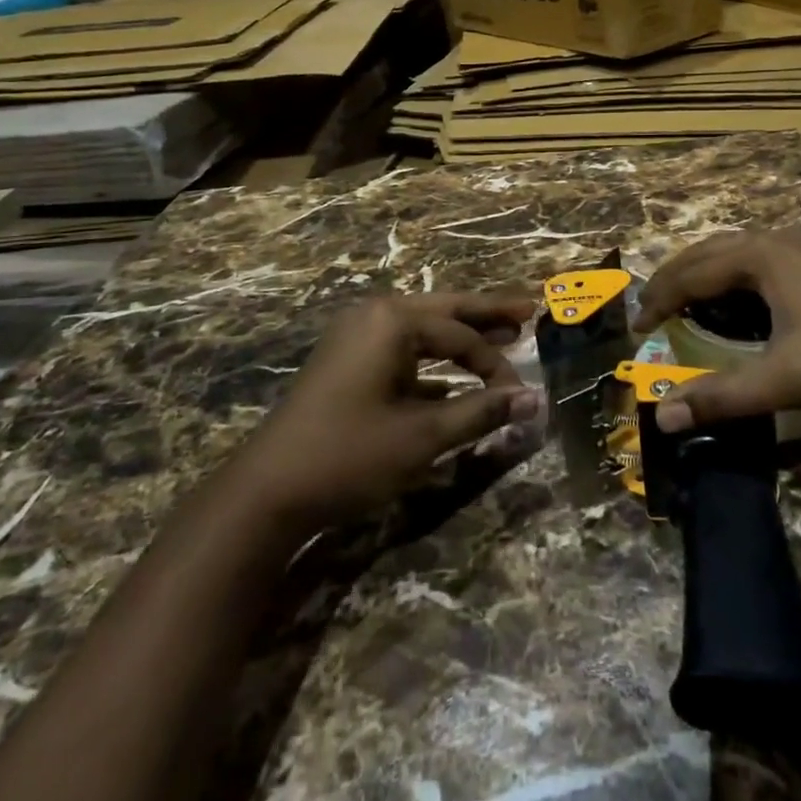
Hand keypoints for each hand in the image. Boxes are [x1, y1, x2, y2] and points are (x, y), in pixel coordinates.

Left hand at [239, 292, 542, 535]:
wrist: (266, 492)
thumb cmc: (349, 455)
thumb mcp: (423, 436)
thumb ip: (481, 412)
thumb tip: (534, 400)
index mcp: (393, 320)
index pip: (461, 335)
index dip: (496, 365)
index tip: (521, 395)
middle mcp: (375, 316)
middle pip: (445, 310)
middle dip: (486, 313)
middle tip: (528, 308)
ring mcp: (356, 336)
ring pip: (423, 328)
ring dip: (461, 335)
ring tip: (503, 333)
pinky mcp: (347, 362)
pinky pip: (402, 349)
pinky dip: (432, 359)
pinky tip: (455, 376)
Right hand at [635, 197, 800, 432]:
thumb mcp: (782, 381)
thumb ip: (720, 398)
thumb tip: (662, 419)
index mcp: (760, 259)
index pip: (693, 276)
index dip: (660, 300)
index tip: (638, 327)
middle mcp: (783, 238)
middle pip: (715, 251)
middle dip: (681, 276)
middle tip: (658, 305)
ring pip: (755, 239)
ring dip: (722, 257)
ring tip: (704, 280)